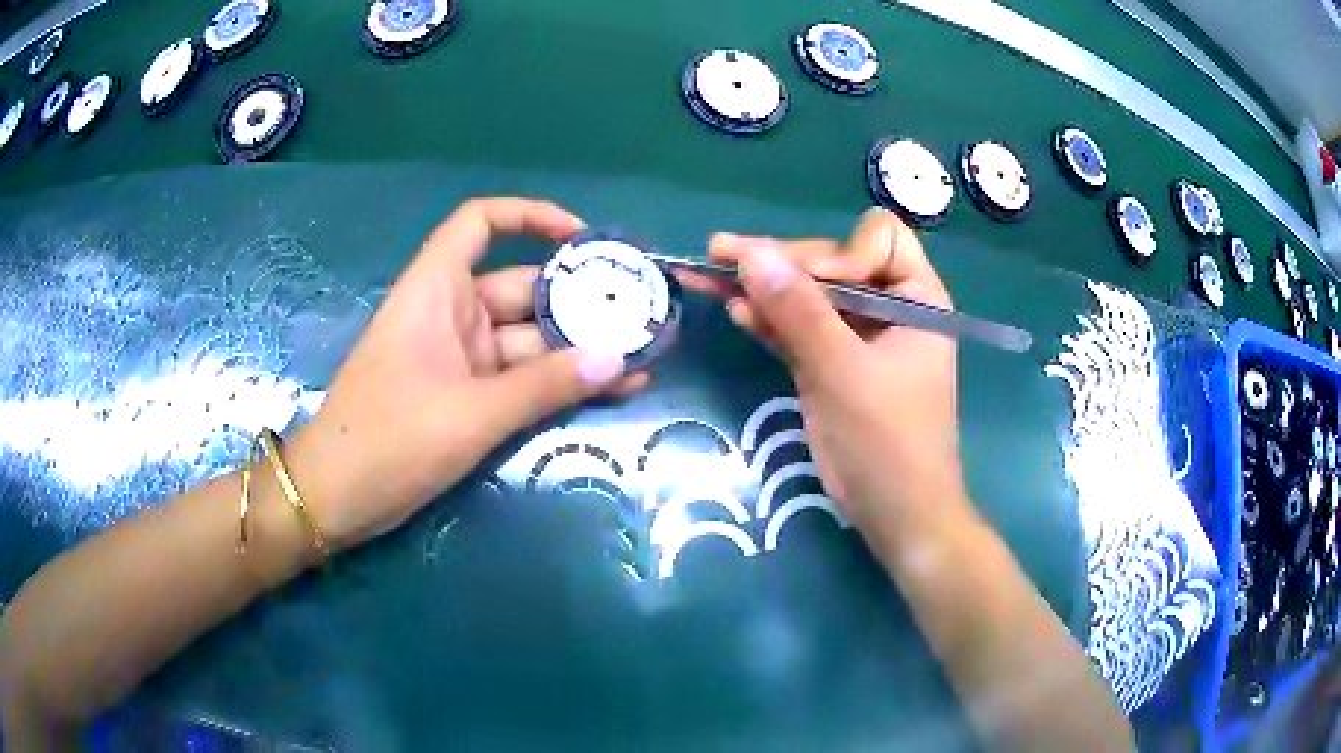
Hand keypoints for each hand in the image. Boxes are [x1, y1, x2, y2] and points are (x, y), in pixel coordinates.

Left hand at [288, 198, 646, 549]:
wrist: (336, 498)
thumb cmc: (389, 440)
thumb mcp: (471, 413)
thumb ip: (545, 386)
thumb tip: (619, 358)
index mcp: (437, 290)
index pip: (480, 222)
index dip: (531, 216)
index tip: (584, 240)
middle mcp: (451, 313)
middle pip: (523, 288)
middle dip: (580, 301)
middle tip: (642, 316)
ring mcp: (460, 357)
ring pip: (528, 340)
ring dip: (578, 350)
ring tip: (643, 359)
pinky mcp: (467, 396)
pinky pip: (520, 378)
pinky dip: (557, 383)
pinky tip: (612, 390)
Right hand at [686, 208, 964, 545]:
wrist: (896, 514)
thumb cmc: (888, 442)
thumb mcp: (843, 373)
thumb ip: (798, 312)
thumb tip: (751, 254)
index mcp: (915, 297)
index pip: (878, 239)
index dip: (840, 252)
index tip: (811, 285)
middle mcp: (888, 307)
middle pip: (831, 263)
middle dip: (780, 263)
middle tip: (719, 255)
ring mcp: (857, 337)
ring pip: (807, 296)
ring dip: (761, 288)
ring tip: (707, 273)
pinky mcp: (832, 364)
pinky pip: (798, 330)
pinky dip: (768, 321)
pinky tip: (734, 310)